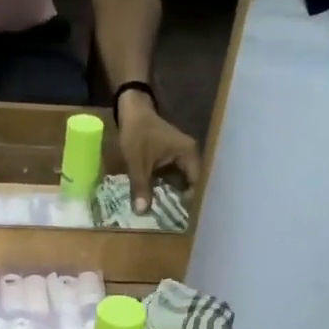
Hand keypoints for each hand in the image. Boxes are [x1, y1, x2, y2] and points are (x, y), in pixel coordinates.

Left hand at [116, 94, 201, 212]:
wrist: (131, 109)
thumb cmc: (137, 133)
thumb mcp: (137, 162)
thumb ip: (141, 187)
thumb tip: (142, 212)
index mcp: (188, 154)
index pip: (196, 183)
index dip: (190, 201)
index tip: (181, 217)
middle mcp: (189, 155)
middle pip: (189, 183)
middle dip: (179, 200)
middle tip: (172, 219)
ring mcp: (180, 155)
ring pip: (179, 180)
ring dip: (171, 194)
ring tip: (166, 213)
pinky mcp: (171, 157)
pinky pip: (172, 175)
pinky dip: (165, 185)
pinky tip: (158, 199)